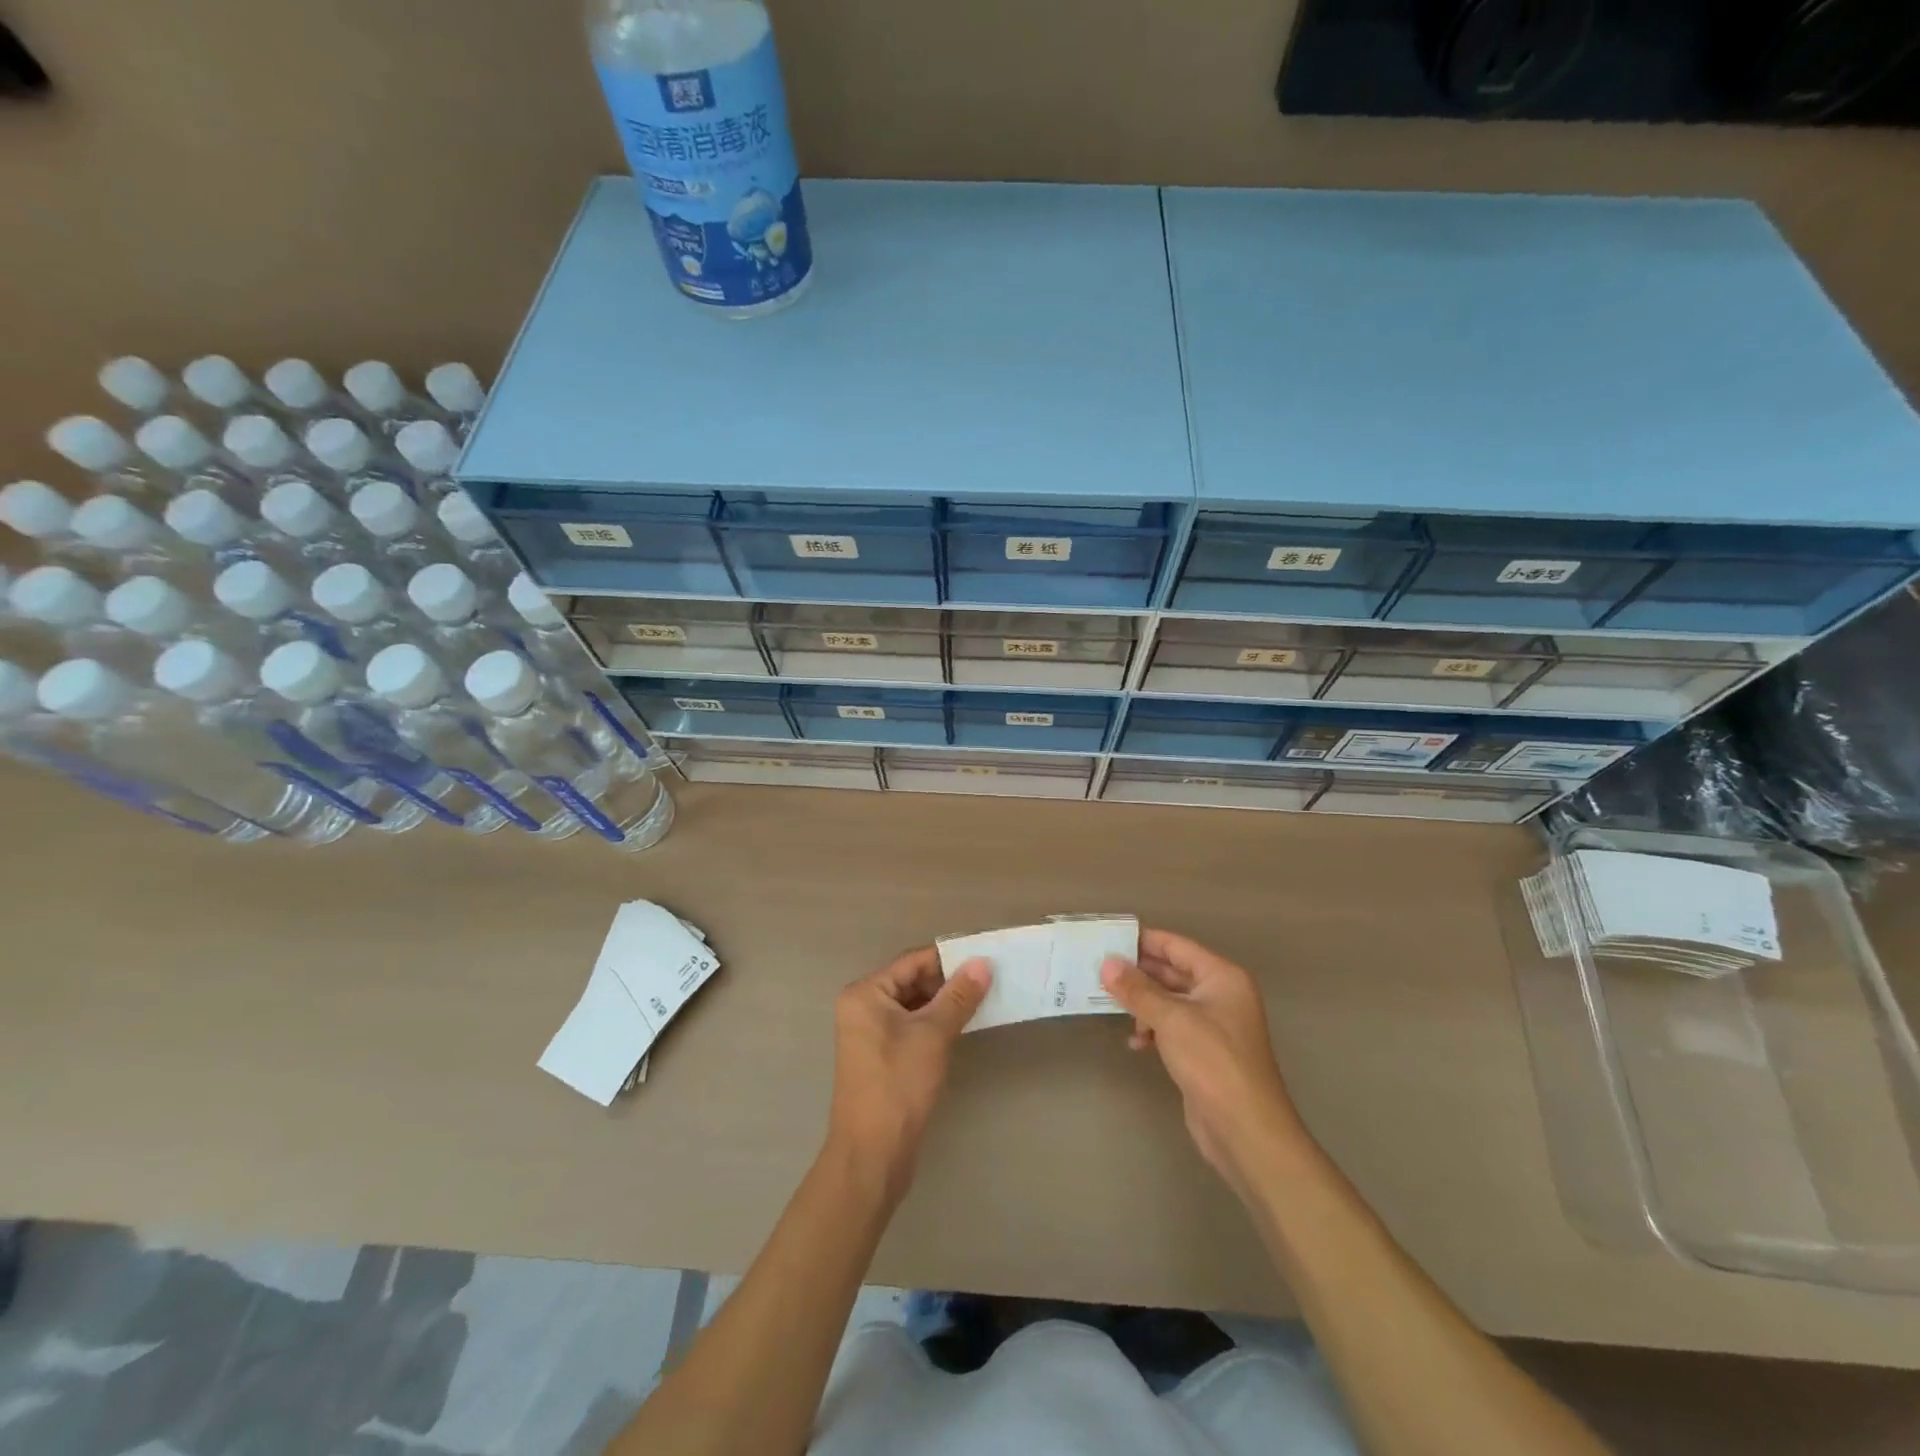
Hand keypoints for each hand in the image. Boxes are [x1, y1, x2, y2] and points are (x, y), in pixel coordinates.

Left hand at [825, 948, 990, 1202]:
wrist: (871, 1155)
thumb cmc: (898, 1086)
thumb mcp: (933, 1035)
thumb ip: (959, 996)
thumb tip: (983, 963)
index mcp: (865, 993)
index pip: (913, 961)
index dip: (949, 957)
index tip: (985, 956)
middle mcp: (863, 1006)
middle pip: (912, 980)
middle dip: (949, 980)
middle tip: (990, 979)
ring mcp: (870, 1033)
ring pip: (914, 1005)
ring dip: (945, 1003)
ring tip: (984, 999)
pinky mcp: (881, 1056)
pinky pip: (912, 1026)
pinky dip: (935, 1023)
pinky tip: (963, 1026)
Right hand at [1101, 929, 1309, 1195]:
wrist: (1246, 1131)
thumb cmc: (1212, 1062)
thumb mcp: (1171, 1019)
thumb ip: (1137, 989)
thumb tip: (1107, 962)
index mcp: (1222, 977)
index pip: (1176, 946)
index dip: (1143, 941)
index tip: (1107, 938)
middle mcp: (1220, 995)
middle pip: (1172, 972)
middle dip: (1137, 973)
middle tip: (1098, 971)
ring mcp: (1213, 1025)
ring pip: (1169, 1001)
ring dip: (1142, 1004)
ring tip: (1110, 1006)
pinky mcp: (1204, 1052)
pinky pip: (1171, 1027)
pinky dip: (1152, 1029)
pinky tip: (1135, 1042)